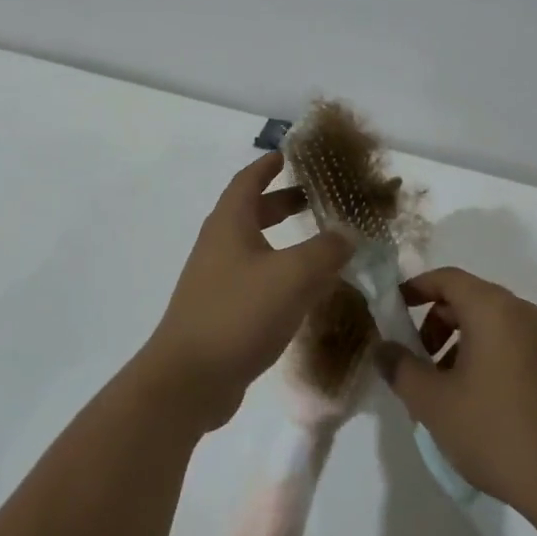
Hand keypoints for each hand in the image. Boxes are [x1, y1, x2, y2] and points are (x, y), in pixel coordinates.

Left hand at [144, 152, 351, 432]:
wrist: (189, 380)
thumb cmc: (239, 313)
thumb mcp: (293, 275)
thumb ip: (326, 250)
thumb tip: (347, 234)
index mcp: (229, 224)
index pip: (249, 180)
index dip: (269, 165)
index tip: (290, 155)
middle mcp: (219, 245)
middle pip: (252, 211)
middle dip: (283, 202)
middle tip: (316, 199)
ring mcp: (216, 280)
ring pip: (255, 247)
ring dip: (284, 240)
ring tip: (319, 246)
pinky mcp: (220, 311)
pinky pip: (255, 280)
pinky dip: (280, 274)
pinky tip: (304, 292)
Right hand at [374, 267, 536, 512]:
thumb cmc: (493, 431)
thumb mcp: (432, 402)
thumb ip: (400, 367)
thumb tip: (383, 347)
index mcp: (494, 310)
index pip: (447, 278)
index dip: (416, 288)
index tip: (394, 310)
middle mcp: (524, 314)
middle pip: (470, 300)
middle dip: (436, 323)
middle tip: (416, 360)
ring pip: (492, 325)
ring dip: (460, 344)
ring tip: (444, 388)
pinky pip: (513, 347)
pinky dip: (487, 358)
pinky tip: (477, 403)